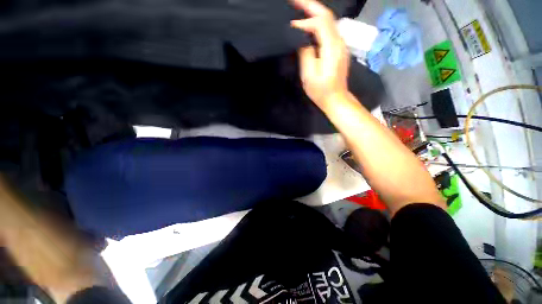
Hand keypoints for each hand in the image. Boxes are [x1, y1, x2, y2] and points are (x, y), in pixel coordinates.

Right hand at [291, 0, 349, 107]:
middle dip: (310, 6)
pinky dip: (318, 23)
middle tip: (294, 1)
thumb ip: (306, 53)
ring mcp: (340, 45)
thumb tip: (302, 39)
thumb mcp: (310, 75)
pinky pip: (329, 30)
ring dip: (314, 13)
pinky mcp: (338, 49)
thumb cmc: (321, 91)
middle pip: (327, 16)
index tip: (290, 24)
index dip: (304, 20)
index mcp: (332, 48)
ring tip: (300, 9)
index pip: (320, 22)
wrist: (336, 99)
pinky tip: (309, 25)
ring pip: (329, 21)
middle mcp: (339, 42)